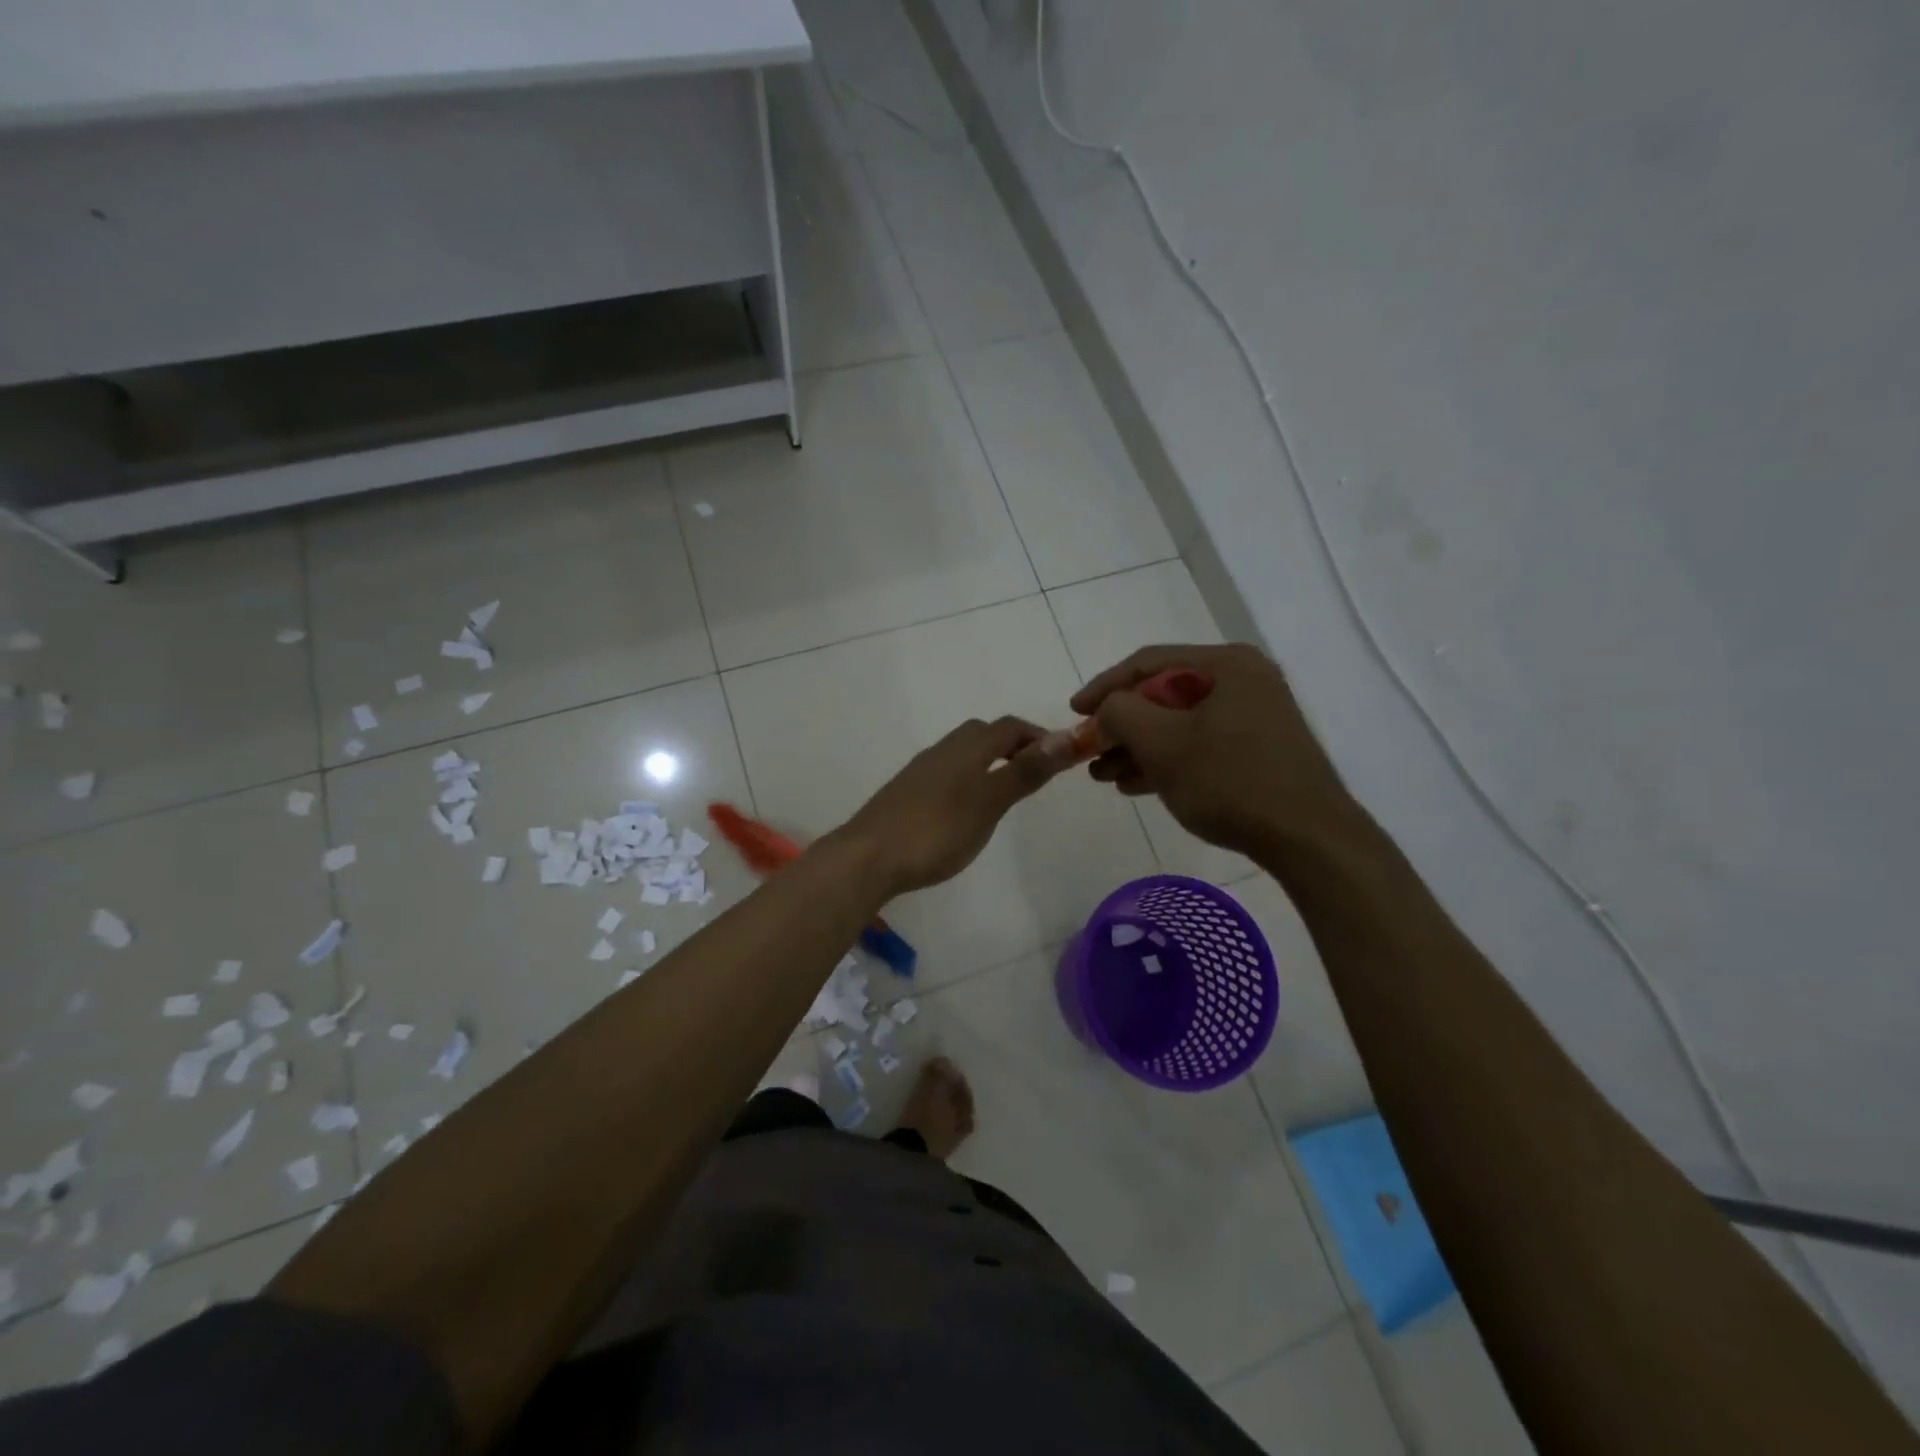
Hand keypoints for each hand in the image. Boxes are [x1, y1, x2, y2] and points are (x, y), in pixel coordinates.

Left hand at [836, 716, 1064, 897]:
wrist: (868, 857)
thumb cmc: (936, 830)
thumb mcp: (989, 803)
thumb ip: (1025, 772)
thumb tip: (1067, 737)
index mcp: (966, 748)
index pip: (1009, 727)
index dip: (1038, 735)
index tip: (1061, 757)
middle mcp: (942, 750)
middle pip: (983, 734)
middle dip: (1012, 744)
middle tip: (1035, 771)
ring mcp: (920, 771)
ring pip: (962, 752)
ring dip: (988, 760)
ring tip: (1005, 790)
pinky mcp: (905, 792)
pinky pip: (946, 772)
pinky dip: (968, 777)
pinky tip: (966, 808)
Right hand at [1071, 643, 1357, 858]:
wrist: (1309, 839)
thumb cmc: (1230, 780)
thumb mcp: (1161, 743)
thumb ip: (1120, 713)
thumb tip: (1107, 709)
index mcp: (1226, 664)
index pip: (1148, 662)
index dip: (1104, 686)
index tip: (1073, 713)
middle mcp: (1243, 681)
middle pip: (1162, 694)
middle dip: (1121, 725)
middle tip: (1088, 751)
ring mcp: (1253, 716)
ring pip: (1178, 723)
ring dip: (1137, 747)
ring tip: (1102, 775)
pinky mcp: (1257, 750)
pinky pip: (1198, 744)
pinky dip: (1165, 761)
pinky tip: (1133, 784)